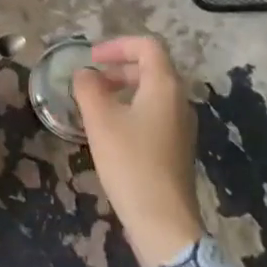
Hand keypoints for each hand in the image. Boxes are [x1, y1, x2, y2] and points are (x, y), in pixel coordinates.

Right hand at [70, 36, 201, 266]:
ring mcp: (182, 125)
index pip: (147, 46)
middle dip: (118, 68)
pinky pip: (155, 114)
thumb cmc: (130, 162)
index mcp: (165, 85)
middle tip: (90, 82)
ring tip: (95, 107)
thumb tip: (84, 74)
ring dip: (123, 90)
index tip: (91, 59)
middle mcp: (179, 100)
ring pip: (152, 92)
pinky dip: (132, 110)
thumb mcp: (100, 121)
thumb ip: (88, 88)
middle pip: (151, 68)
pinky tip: (111, 132)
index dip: (117, 45)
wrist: (163, 221)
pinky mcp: (178, 147)